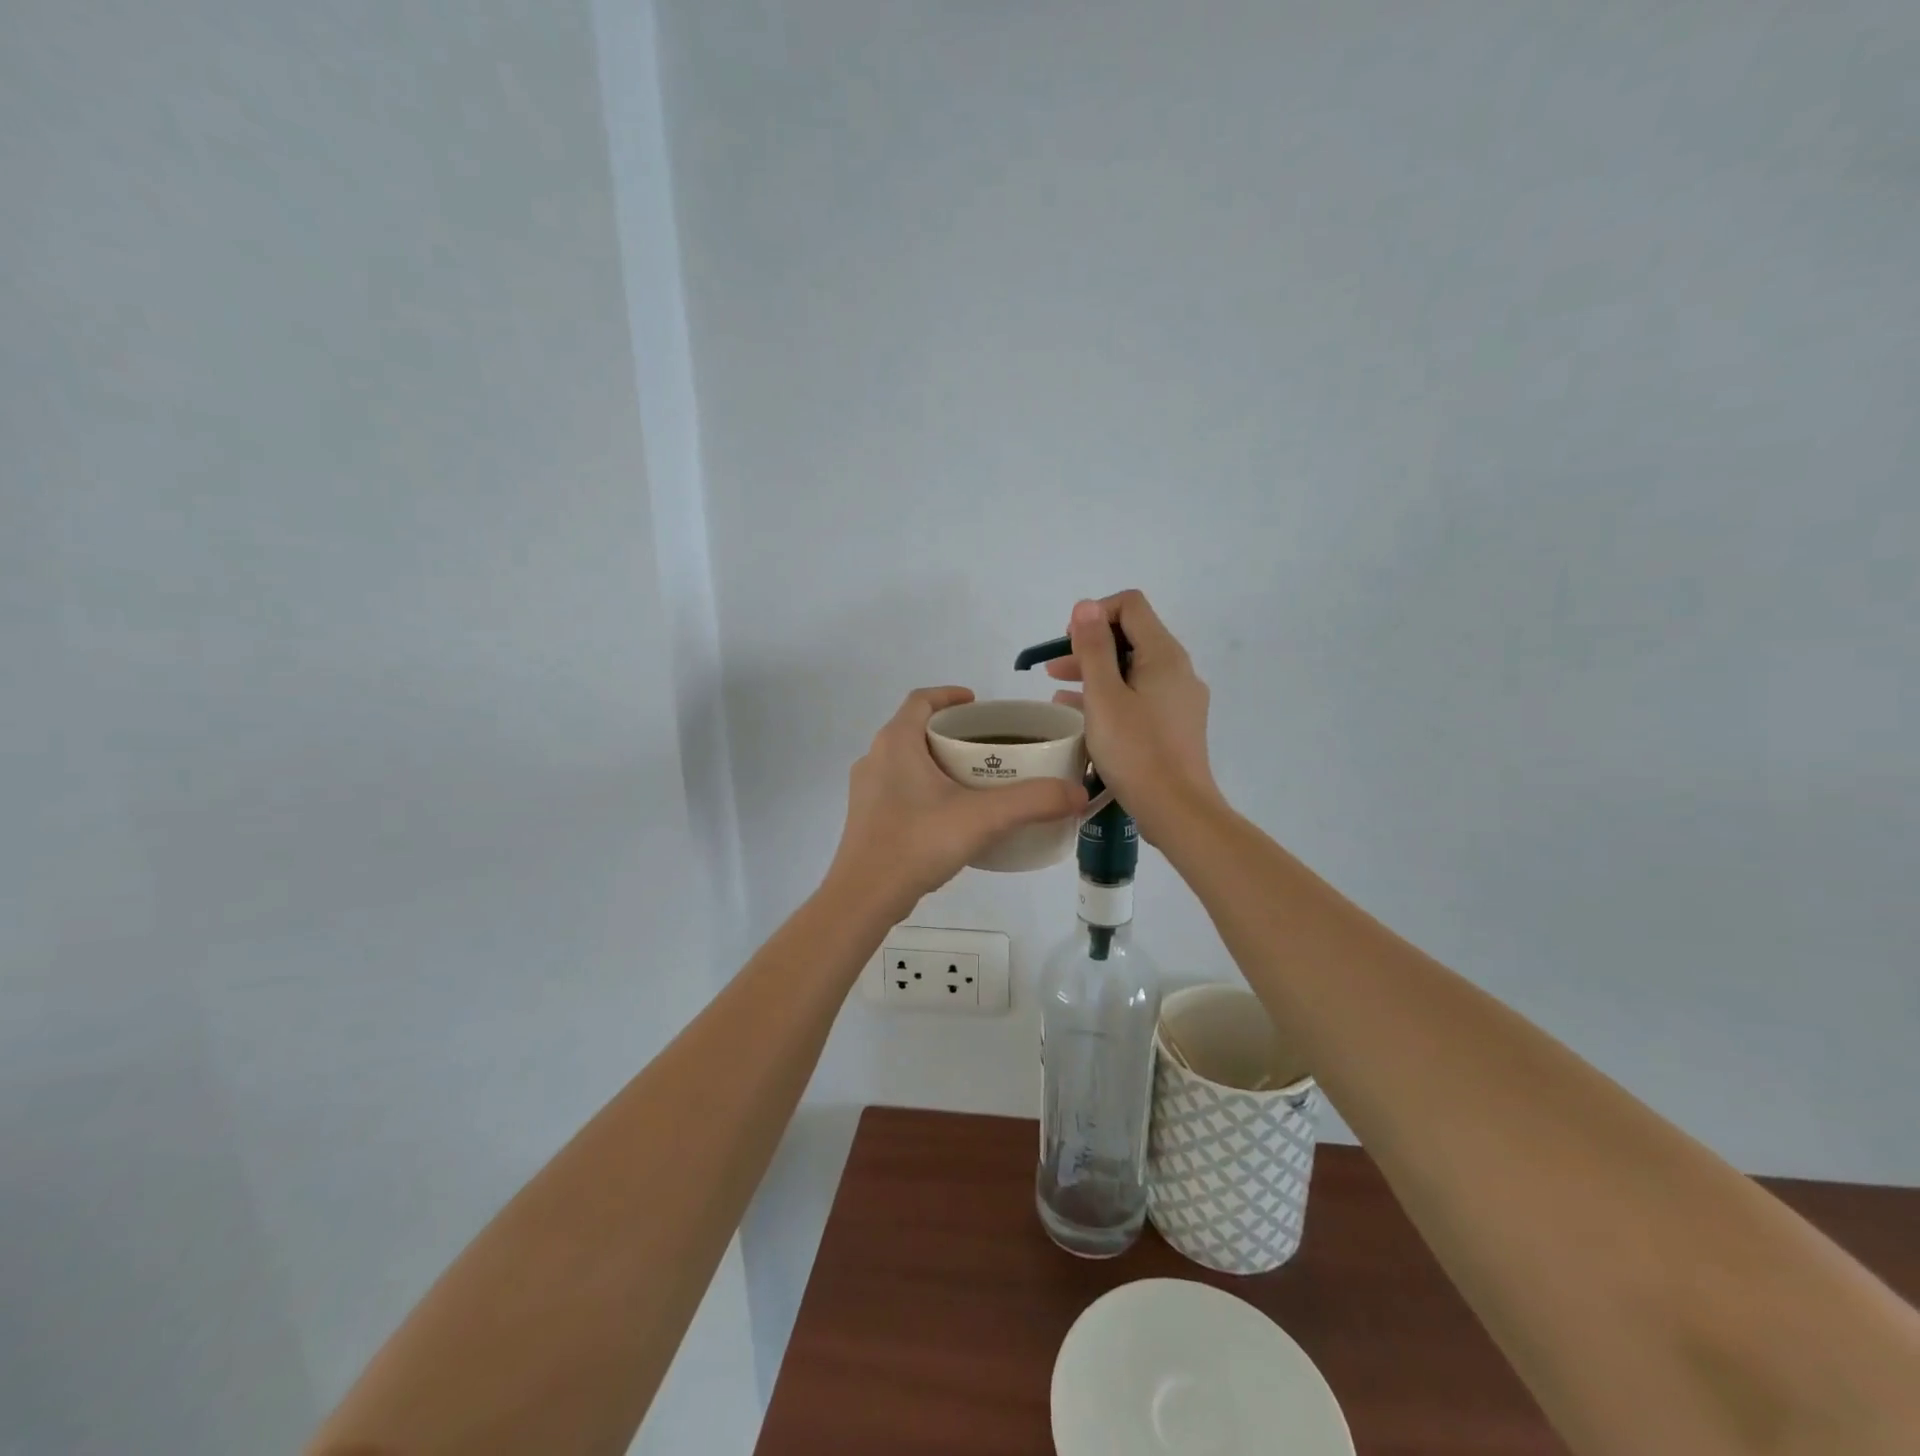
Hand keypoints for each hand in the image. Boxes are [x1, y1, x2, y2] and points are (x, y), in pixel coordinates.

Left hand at [827, 686, 1088, 919]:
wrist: (864, 897)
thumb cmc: (918, 843)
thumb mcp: (982, 818)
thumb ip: (1032, 801)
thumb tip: (1077, 792)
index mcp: (896, 742)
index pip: (921, 699)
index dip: (950, 695)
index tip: (979, 705)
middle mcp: (875, 757)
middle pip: (916, 729)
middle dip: (951, 731)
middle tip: (988, 745)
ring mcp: (866, 789)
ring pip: (906, 760)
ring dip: (937, 760)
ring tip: (974, 778)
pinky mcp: (866, 817)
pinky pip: (899, 787)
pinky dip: (925, 787)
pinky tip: (950, 814)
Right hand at [1046, 592, 1221, 836]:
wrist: (1176, 809)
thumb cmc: (1135, 750)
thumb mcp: (1104, 696)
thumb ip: (1093, 648)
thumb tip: (1086, 605)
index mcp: (1164, 655)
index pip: (1131, 605)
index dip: (1095, 614)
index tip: (1069, 642)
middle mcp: (1178, 670)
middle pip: (1131, 637)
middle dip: (1090, 646)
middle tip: (1054, 668)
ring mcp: (1179, 699)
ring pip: (1133, 670)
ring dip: (1096, 673)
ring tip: (1057, 691)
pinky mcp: (1175, 725)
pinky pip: (1139, 696)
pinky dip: (1110, 697)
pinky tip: (1080, 714)